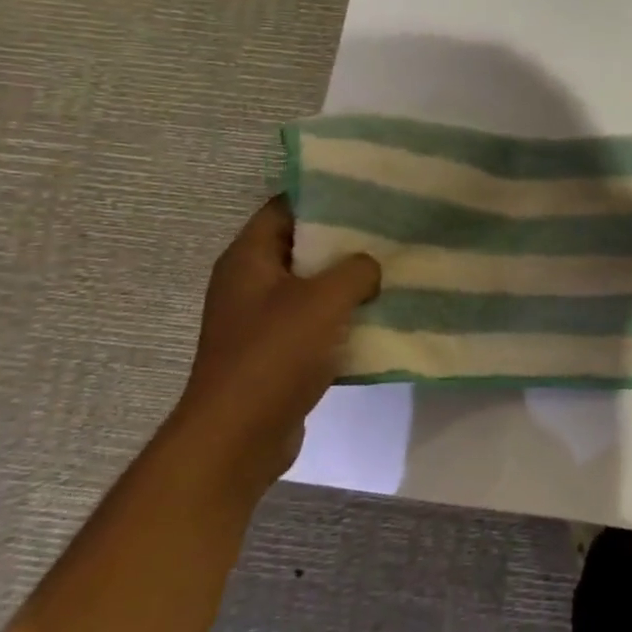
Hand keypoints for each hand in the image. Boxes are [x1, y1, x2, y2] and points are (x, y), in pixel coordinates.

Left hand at [173, 198, 380, 484]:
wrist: (238, 437)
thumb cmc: (275, 354)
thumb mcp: (325, 299)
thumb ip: (356, 269)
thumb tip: (369, 267)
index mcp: (248, 258)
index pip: (285, 207)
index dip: (324, 197)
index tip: (368, 194)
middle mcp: (248, 283)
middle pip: (301, 246)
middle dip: (344, 241)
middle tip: (390, 232)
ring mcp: (259, 320)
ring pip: (311, 287)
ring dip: (347, 283)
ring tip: (392, 271)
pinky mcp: (274, 353)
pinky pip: (314, 322)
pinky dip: (342, 318)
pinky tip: (378, 317)